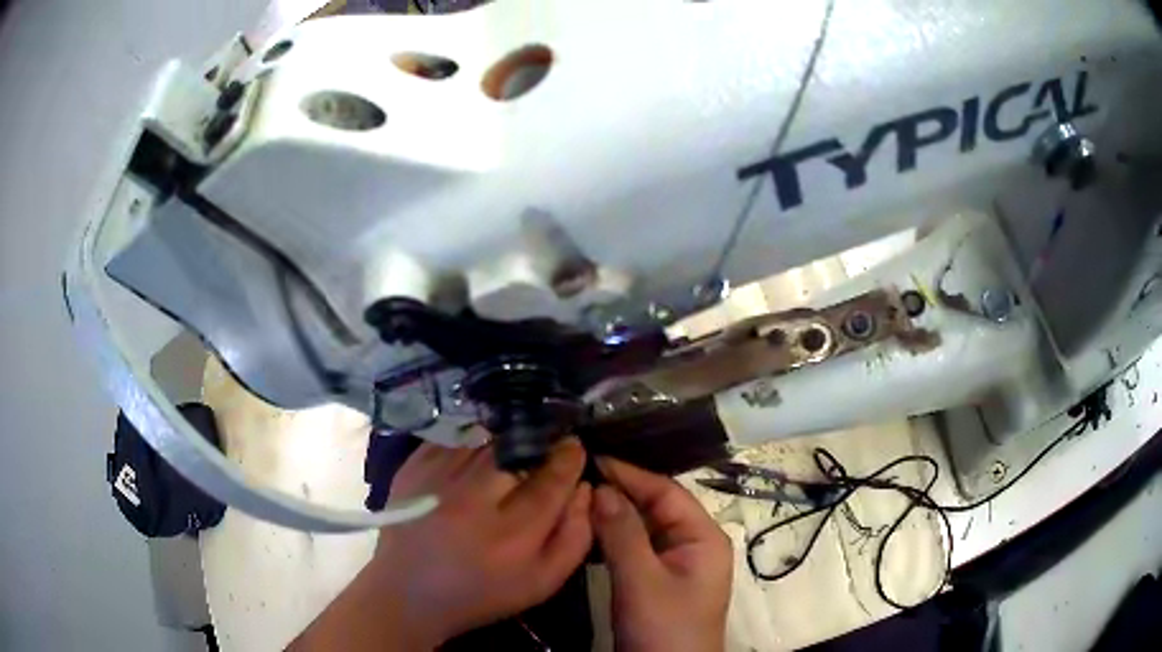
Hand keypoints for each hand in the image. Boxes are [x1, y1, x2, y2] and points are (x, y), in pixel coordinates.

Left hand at [372, 438, 592, 645]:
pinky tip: (477, 452)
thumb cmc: (482, 593)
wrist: (409, 593)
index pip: (552, 481)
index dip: (568, 459)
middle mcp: (475, 503)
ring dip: (504, 441)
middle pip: (518, 454)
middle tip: (543, 447)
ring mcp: (439, 481)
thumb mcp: (542, 582)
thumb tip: (584, 490)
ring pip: (486, 441)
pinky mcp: (413, 469)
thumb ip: (574, 538)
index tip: (574, 446)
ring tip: (511, 449)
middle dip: (537, 445)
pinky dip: (471, 440)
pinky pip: (453, 439)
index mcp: (513, 536)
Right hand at [592, 458, 731, 651]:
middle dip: (618, 492)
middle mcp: (693, 544)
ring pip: (642, 527)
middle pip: (655, 507)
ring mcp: (675, 564)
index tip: (590, 458)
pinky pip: (635, 548)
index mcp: (703, 537)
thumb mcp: (642, 581)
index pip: (666, 492)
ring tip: (575, 497)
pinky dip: (613, 538)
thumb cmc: (664, 628)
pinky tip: (587, 530)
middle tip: (575, 477)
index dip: (629, 473)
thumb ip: (623, 533)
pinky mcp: (657, 580)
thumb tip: (601, 487)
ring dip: (613, 514)